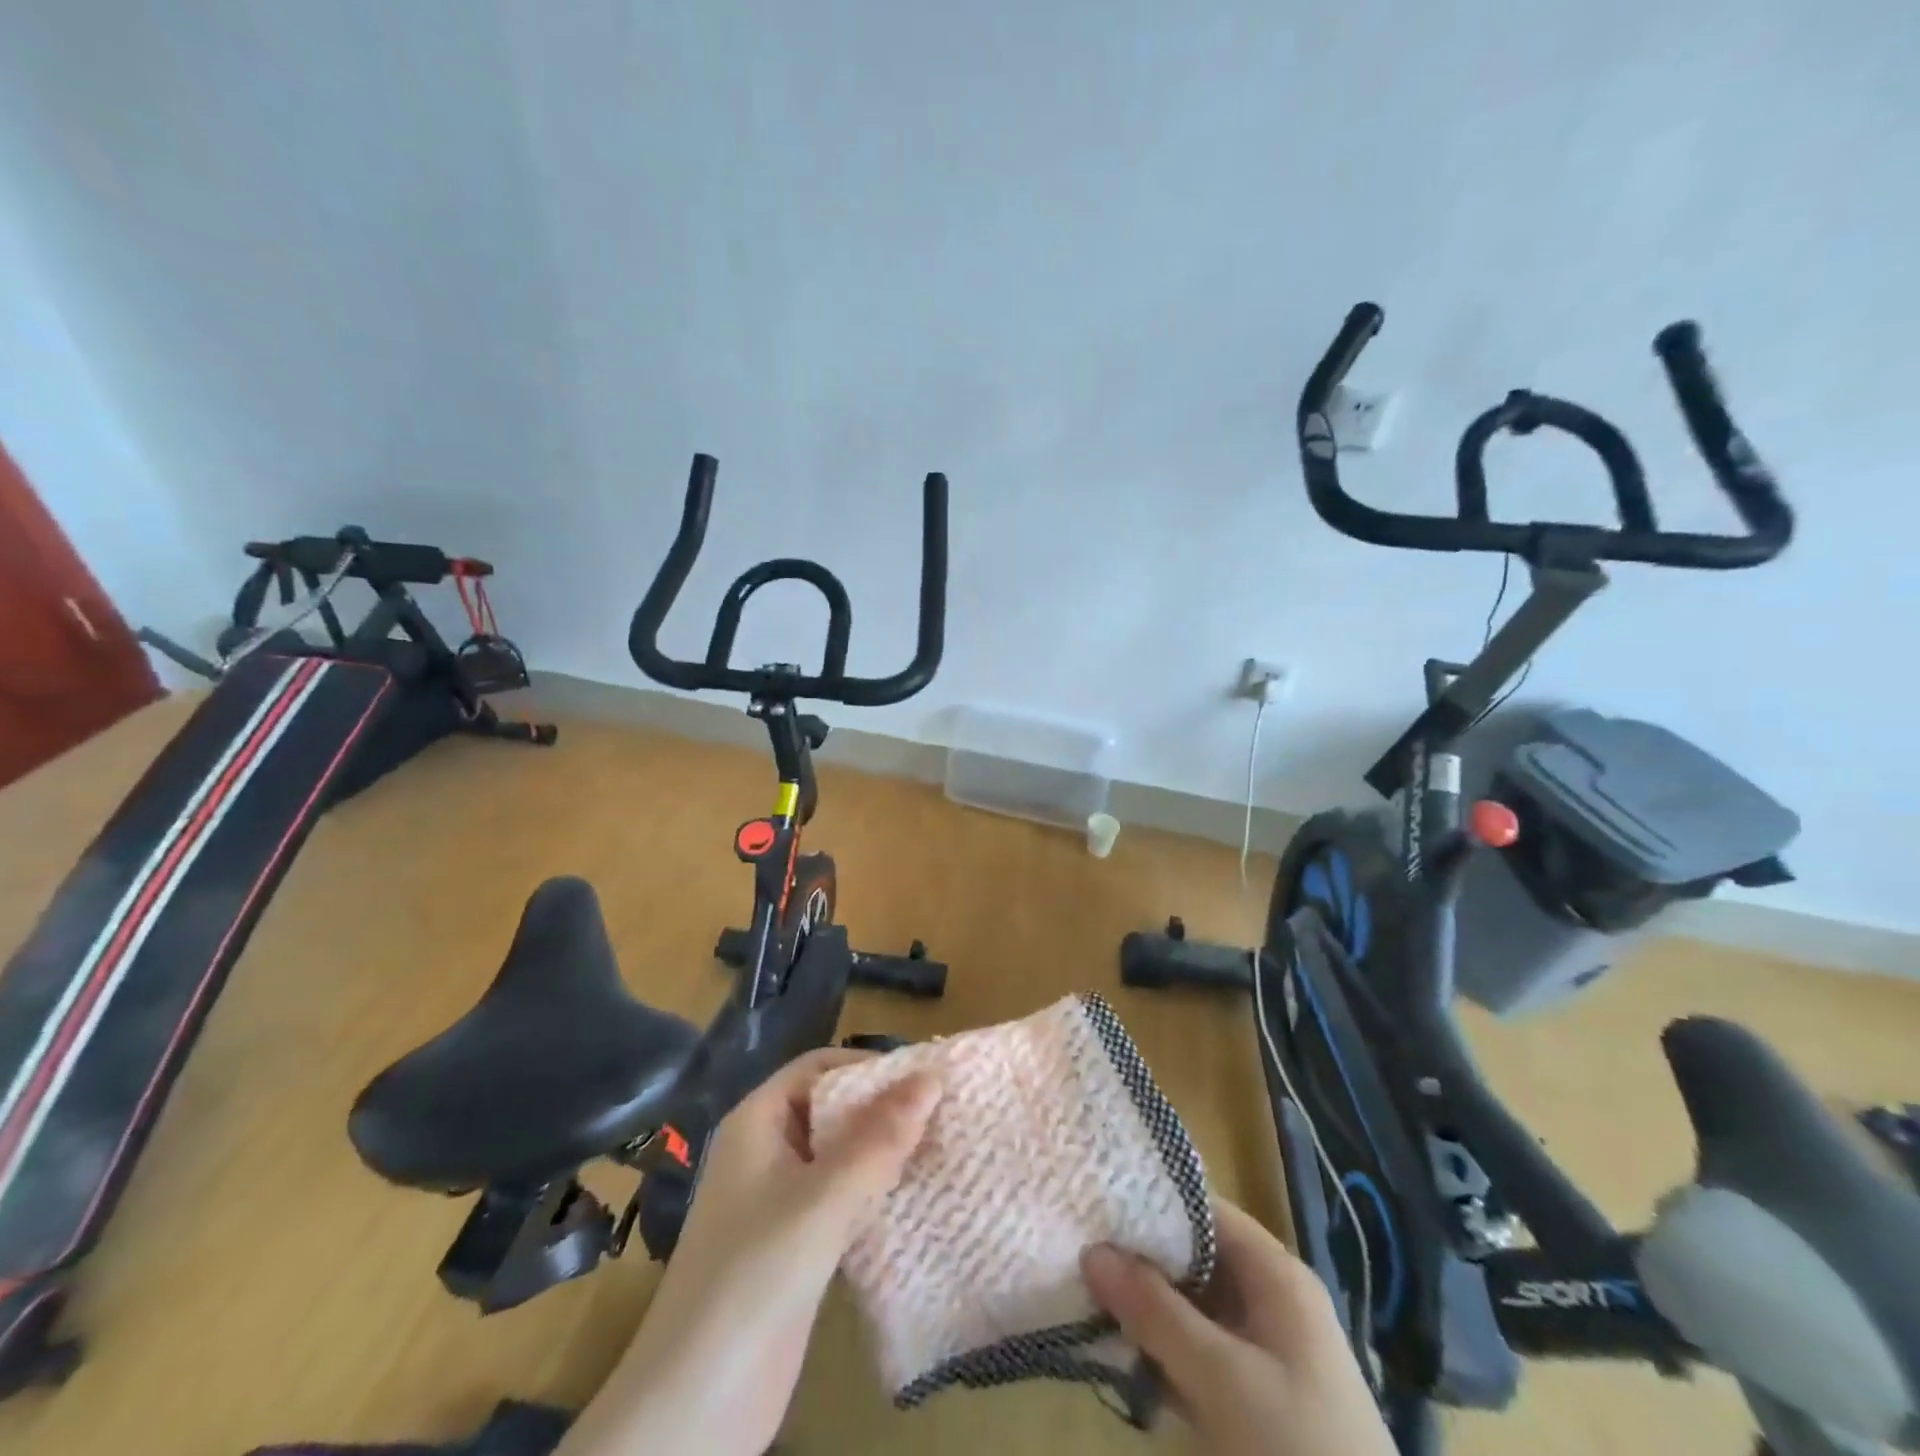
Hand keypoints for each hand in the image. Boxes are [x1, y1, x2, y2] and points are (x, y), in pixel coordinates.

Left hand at [557, 1048, 939, 1455]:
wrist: (694, 1407)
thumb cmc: (755, 1275)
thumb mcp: (823, 1198)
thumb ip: (880, 1137)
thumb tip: (932, 1075)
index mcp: (757, 1122)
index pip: (819, 1068)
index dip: (868, 1066)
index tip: (923, 1077)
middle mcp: (765, 1152)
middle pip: (832, 1110)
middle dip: (883, 1110)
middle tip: (944, 1114)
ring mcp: (777, 1203)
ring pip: (839, 1158)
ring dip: (883, 1154)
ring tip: (941, 1151)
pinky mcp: (793, 1248)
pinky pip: (840, 1202)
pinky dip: (874, 1195)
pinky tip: (915, 1203)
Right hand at [1082, 1199, 1394, 1455]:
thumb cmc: (1296, 1454)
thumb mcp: (1220, 1380)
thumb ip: (1154, 1310)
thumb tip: (1091, 1251)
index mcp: (1276, 1276)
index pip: (1205, 1210)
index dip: (1151, 1200)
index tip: (1095, 1201)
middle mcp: (1272, 1301)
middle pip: (1196, 1257)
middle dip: (1140, 1256)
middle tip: (1078, 1248)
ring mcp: (1266, 1354)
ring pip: (1193, 1307)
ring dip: (1146, 1305)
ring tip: (1083, 1292)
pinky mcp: (1257, 1401)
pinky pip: (1200, 1353)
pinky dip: (1164, 1349)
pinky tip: (1119, 1351)